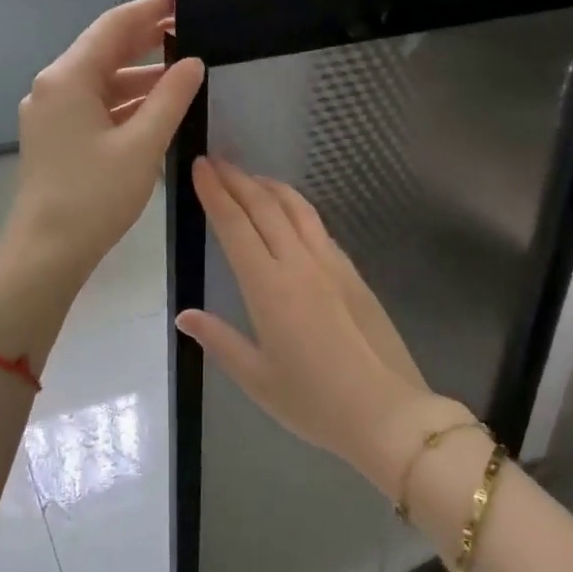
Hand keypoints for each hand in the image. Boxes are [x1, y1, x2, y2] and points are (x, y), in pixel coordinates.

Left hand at [4, 0, 204, 285]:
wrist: (46, 253)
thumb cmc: (94, 197)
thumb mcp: (142, 145)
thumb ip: (171, 99)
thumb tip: (193, 63)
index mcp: (68, 78)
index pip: (114, 26)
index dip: (151, 10)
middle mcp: (54, 87)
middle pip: (105, 50)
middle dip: (148, 41)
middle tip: (191, 31)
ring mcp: (51, 113)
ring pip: (102, 81)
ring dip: (141, 77)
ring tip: (184, 74)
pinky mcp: (56, 137)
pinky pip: (96, 106)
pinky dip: (126, 103)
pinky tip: (157, 110)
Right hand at [175, 158, 467, 492]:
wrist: (387, 411)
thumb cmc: (315, 402)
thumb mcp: (257, 379)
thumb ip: (220, 341)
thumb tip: (184, 315)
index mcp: (269, 287)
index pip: (236, 225)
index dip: (215, 192)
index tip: (200, 166)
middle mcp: (300, 264)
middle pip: (265, 206)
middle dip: (238, 179)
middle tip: (216, 160)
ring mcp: (332, 265)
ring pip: (297, 209)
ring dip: (270, 187)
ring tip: (250, 177)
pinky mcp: (353, 273)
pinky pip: (318, 227)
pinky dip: (297, 208)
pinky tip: (290, 213)